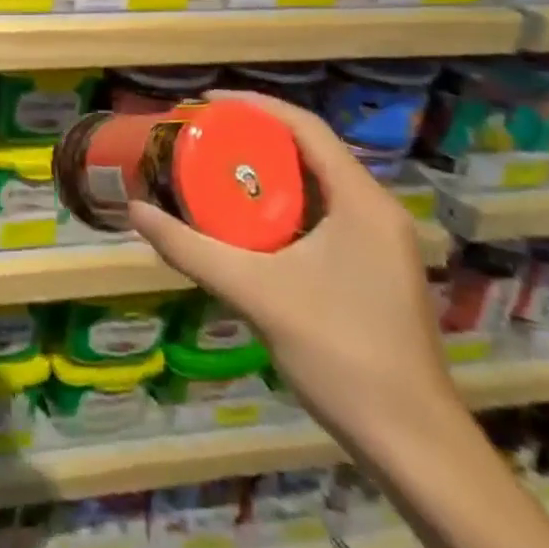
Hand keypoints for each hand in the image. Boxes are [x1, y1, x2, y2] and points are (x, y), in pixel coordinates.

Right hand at [127, 91, 458, 445]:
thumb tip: (136, 211)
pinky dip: (282, 207)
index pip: (306, 128)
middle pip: (310, 152)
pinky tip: (246, 223)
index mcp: (362, 202)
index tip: (205, 104)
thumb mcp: (255, 292)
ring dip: (267, 173)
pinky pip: (322, 216)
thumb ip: (191, 250)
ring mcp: (380, 244)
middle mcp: (376, 212)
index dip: (254, 107)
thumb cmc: (339, 352)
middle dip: (254, 138)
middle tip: (202, 136)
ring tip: (215, 169)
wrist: (412, 443)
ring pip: (316, 186)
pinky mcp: (373, 270)